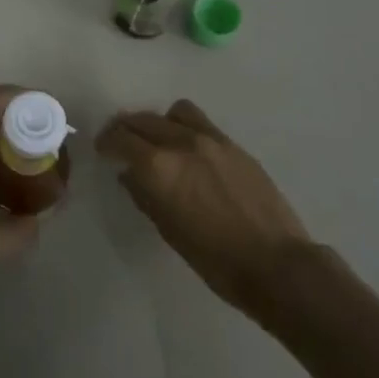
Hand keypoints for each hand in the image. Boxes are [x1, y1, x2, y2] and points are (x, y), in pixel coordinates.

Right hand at [96, 99, 310, 313]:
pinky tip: (189, 150)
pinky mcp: (234, 145)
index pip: (120, 138)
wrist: (276, 265)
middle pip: (142, 120)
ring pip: (174, 112)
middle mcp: (181, 143)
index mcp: (158, 166)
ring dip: (159, 122)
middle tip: (122, 143)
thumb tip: (129, 175)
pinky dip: (186, 128)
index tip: (103, 150)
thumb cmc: (214, 259)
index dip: (106, 142)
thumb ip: (143, 195)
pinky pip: (201, 123)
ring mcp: (211, 140)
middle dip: (127, 129)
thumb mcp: (168, 230)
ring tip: (159, 140)